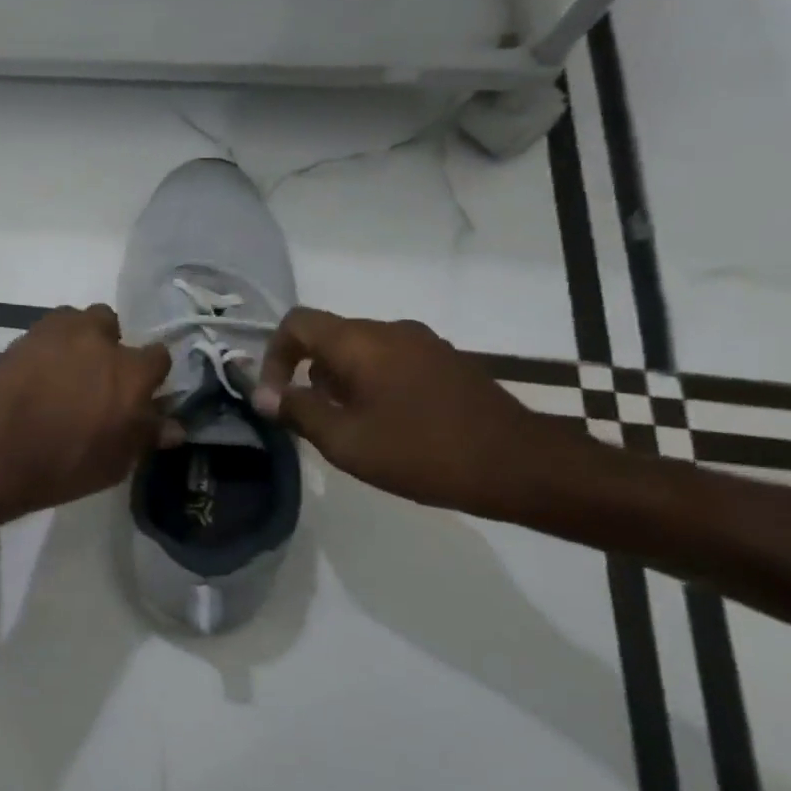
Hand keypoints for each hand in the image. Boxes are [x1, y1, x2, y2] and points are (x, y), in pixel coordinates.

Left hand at [0, 306, 172, 520]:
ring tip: (64, 369)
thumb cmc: (64, 465)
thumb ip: (145, 436)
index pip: (158, 356)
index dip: (149, 374)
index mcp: (131, 372)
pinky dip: (48, 344)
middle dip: (108, 345)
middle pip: (112, 325)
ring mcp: (58, 332)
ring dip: (77, 338)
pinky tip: (38, 370)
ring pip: (77, 320)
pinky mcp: (24, 335)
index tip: (139, 392)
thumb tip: (173, 427)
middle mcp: (99, 340)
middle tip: (96, 377)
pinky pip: (46, 330)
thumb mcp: (115, 463)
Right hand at [255, 307, 576, 518]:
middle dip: (307, 374)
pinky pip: (390, 361)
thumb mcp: (346, 441)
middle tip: (311, 420)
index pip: (296, 323)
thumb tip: (265, 395)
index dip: (273, 355)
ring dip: (339, 382)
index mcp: (360, 341)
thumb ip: (299, 412)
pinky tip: (386, 425)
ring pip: (360, 350)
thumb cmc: (423, 452)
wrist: (525, 467)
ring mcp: (424, 344)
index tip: (275, 397)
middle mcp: (390, 330)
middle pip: (328, 336)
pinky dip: (371, 384)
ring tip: (348, 427)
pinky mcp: (447, 363)